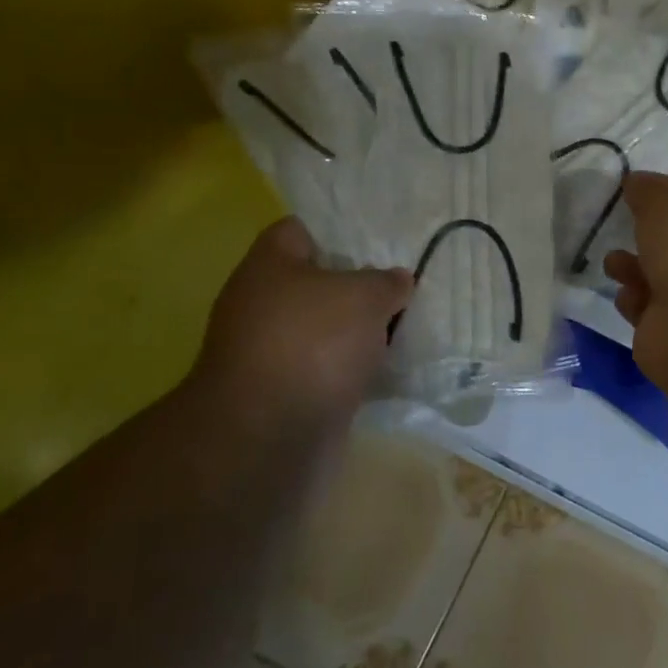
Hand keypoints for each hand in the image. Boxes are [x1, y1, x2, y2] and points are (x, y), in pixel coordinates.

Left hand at [186, 218, 412, 440]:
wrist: (270, 436)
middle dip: (358, 286)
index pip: (300, 230)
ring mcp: (270, 352)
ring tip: (406, 327)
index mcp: (268, 266)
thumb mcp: (364, 296)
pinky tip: (387, 369)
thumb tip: (397, 281)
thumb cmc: (313, 343)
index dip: (339, 232)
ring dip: (358, 332)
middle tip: (401, 288)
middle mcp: (261, 305)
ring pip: (324, 330)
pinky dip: (351, 370)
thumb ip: (386, 282)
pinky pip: (326, 369)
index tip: (379, 243)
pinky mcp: (284, 393)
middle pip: (316, 283)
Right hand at [603, 172, 667, 389]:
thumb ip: (649, 190)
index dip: (665, 195)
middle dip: (646, 233)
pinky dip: (632, 300)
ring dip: (631, 266)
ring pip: (656, 275)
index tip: (633, 191)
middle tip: (621, 225)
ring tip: (616, 264)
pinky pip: (644, 308)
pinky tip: (631, 297)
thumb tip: (636, 184)